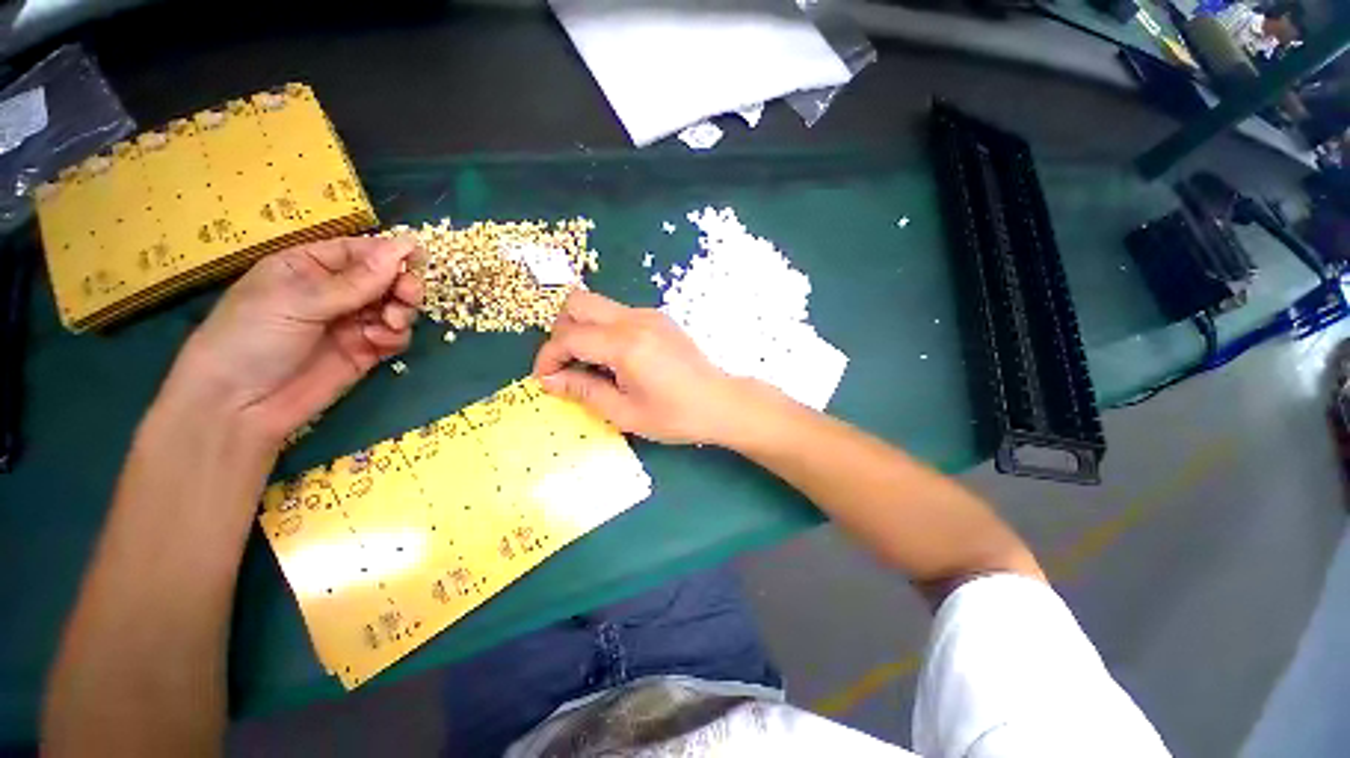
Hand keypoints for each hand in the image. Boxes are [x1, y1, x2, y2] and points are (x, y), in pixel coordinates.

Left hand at [165, 236, 422, 447]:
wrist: (239, 407)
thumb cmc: (252, 338)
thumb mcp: (299, 301)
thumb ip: (356, 280)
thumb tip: (404, 247)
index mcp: (309, 267)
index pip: (360, 252)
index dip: (390, 253)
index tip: (418, 257)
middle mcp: (334, 292)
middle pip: (384, 279)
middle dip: (401, 285)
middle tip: (408, 296)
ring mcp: (351, 323)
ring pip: (394, 307)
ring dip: (401, 312)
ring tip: (390, 324)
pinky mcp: (365, 351)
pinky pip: (394, 336)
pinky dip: (396, 336)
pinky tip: (380, 342)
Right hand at [532, 290, 750, 443]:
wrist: (720, 402)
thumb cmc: (675, 416)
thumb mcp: (625, 413)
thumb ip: (584, 391)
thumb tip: (549, 381)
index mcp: (626, 345)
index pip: (569, 336)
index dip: (548, 357)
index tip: (545, 380)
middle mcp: (635, 319)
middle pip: (577, 302)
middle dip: (561, 332)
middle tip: (566, 365)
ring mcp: (649, 314)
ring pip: (597, 305)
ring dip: (582, 328)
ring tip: (589, 364)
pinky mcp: (658, 318)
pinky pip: (617, 313)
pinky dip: (603, 329)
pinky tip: (614, 358)